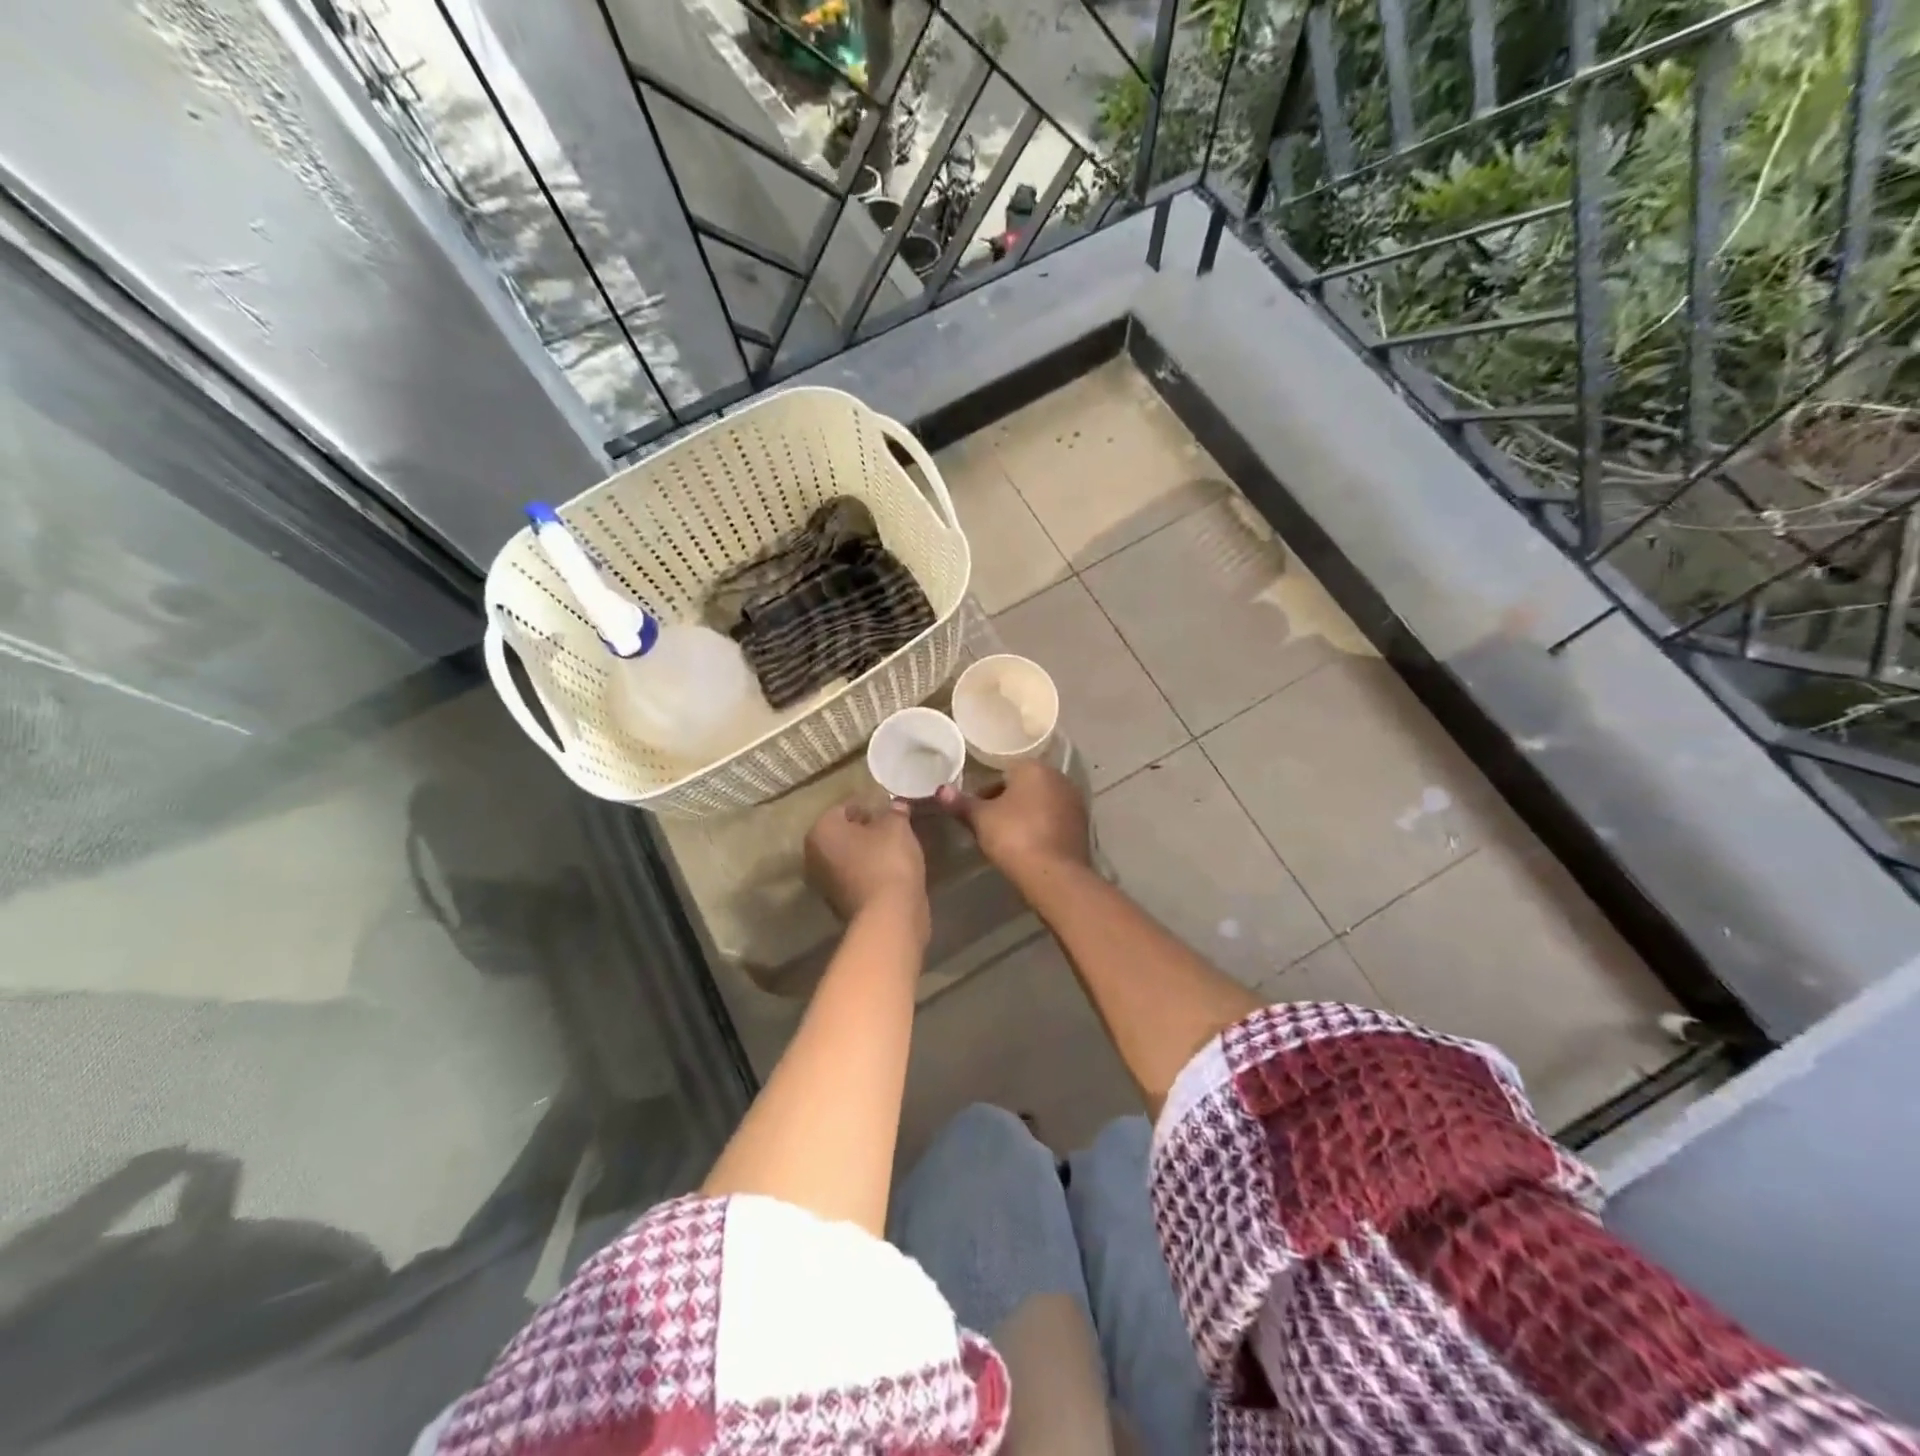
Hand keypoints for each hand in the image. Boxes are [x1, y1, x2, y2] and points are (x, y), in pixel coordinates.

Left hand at [805, 798, 929, 937]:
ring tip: (894, 849)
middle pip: (842, 834)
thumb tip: (896, 805)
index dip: (868, 805)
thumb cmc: (887, 860)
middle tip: (891, 828)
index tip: (889, 809)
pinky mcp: (838, 903)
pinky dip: (868, 872)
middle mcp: (813, 855)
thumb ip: (895, 812)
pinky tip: (890, 870)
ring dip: (866, 852)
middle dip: (864, 830)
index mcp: (821, 830)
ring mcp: (823, 883)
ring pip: (848, 857)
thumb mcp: (897, 826)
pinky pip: (855, 877)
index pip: (844, 808)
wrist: (889, 914)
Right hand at [936, 760, 1090, 882]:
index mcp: (1033, 768)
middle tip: (990, 825)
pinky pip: (1055, 820)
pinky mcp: (1083, 825)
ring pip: (1041, 803)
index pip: (1003, 772)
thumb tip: (940, 790)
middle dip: (1007, 801)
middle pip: (1024, 786)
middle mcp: (1059, 777)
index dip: (986, 792)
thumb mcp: (981, 820)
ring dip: (1026, 814)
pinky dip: (1042, 828)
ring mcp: (1075, 801)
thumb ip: (960, 803)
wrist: (1055, 876)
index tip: (977, 811)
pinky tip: (1030, 846)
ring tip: (1009, 838)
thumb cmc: (1014, 838)